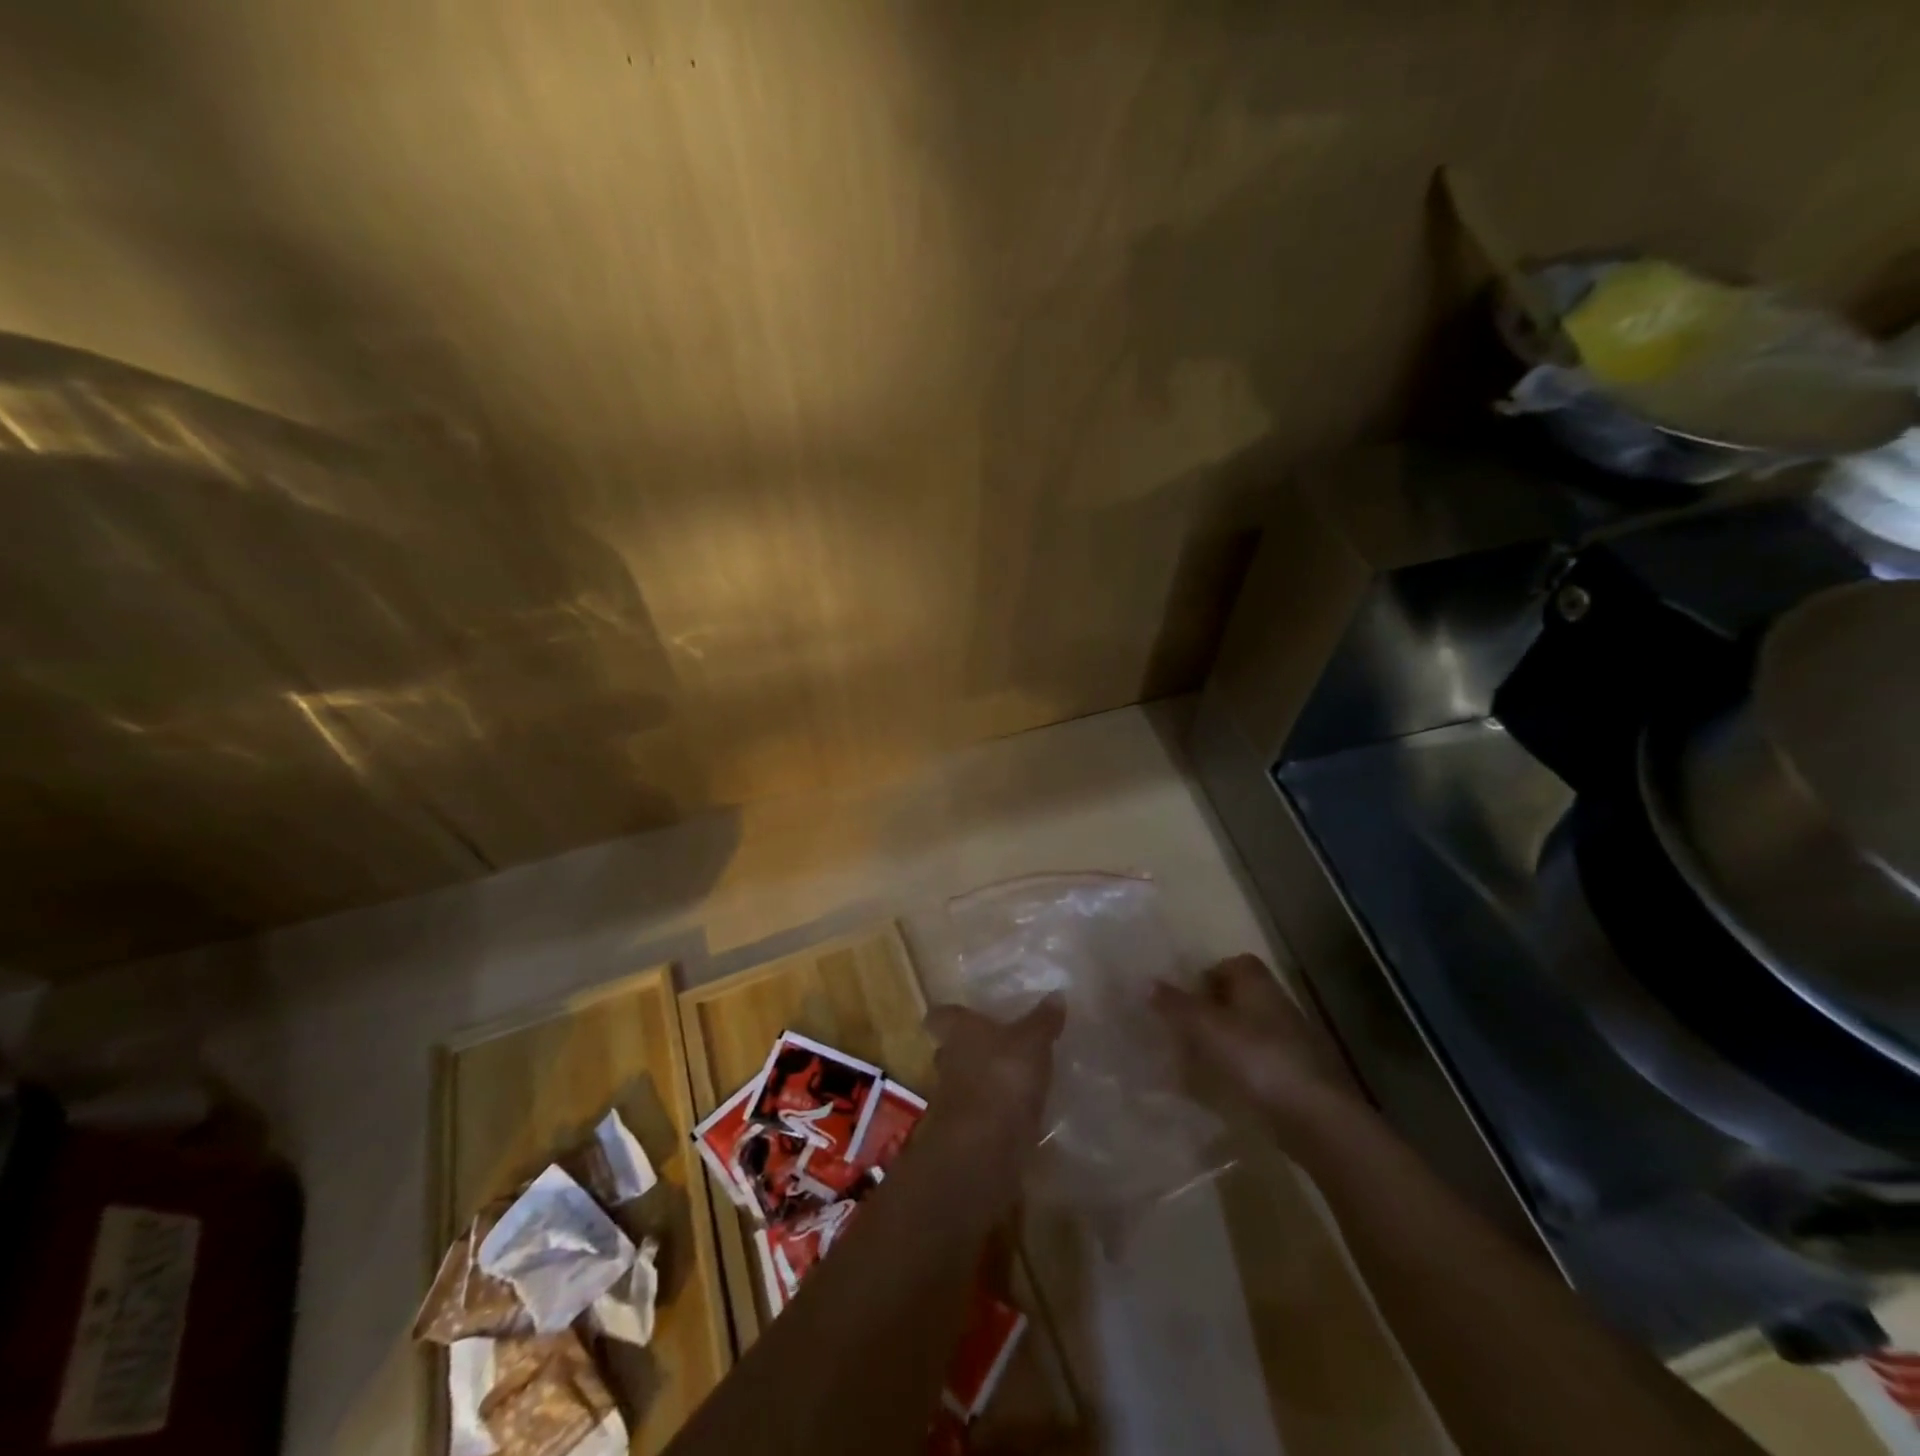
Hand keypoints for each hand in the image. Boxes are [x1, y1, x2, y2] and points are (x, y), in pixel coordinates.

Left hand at [924, 997, 1063, 1149]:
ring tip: (1015, 1079)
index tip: (966, 1013)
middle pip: (951, 1048)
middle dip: (971, 1048)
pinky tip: (1018, 1112)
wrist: (984, 1148)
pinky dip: (994, 1111)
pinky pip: (979, 1113)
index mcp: (958, 1030)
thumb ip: (1043, 1020)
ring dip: (983, 1081)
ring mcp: (952, 1099)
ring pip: (964, 1081)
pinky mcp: (965, 1132)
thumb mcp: (1032, 1042)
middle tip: (999, 1045)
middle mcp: (948, 1060)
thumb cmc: (1003, 1077)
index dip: (951, 1014)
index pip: (940, 1015)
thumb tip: (1056, 994)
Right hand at [1152, 954, 1362, 1131]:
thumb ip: (1177, 1005)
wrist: (1316, 1118)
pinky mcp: (1298, 1077)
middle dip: (1214, 1008)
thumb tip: (1148, 982)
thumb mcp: (1207, 1028)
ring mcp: (1292, 1042)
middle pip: (1242, 997)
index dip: (1210, 973)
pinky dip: (1242, 1069)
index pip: (1236, 963)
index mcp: (1258, 985)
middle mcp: (1277, 1005)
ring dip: (1227, 1040)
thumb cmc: (1257, 1059)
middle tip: (1185, 1027)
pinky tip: (1224, 1088)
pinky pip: (1261, 1062)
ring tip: (1197, 1060)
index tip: (1186, 994)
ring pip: (1251, 1030)